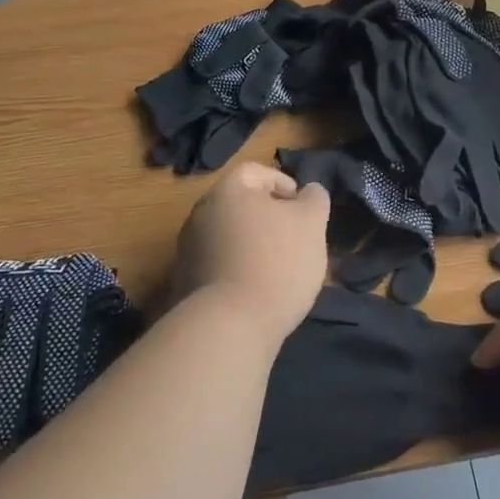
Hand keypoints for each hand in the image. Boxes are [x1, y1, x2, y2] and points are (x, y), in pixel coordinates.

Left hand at [173, 163, 329, 353]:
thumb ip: (314, 198)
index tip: (302, 209)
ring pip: (229, 236)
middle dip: (268, 217)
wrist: (229, 327)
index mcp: (228, 191)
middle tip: (294, 238)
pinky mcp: (185, 284)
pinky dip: (238, 270)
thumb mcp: (312, 222)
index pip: (256, 172)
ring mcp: (188, 250)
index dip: (284, 184)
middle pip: (240, 204)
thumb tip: (308, 192)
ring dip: (252, 245)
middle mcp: (201, 213)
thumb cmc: (277, 262)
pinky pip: (218, 265)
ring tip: (279, 269)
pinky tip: (258, 291)